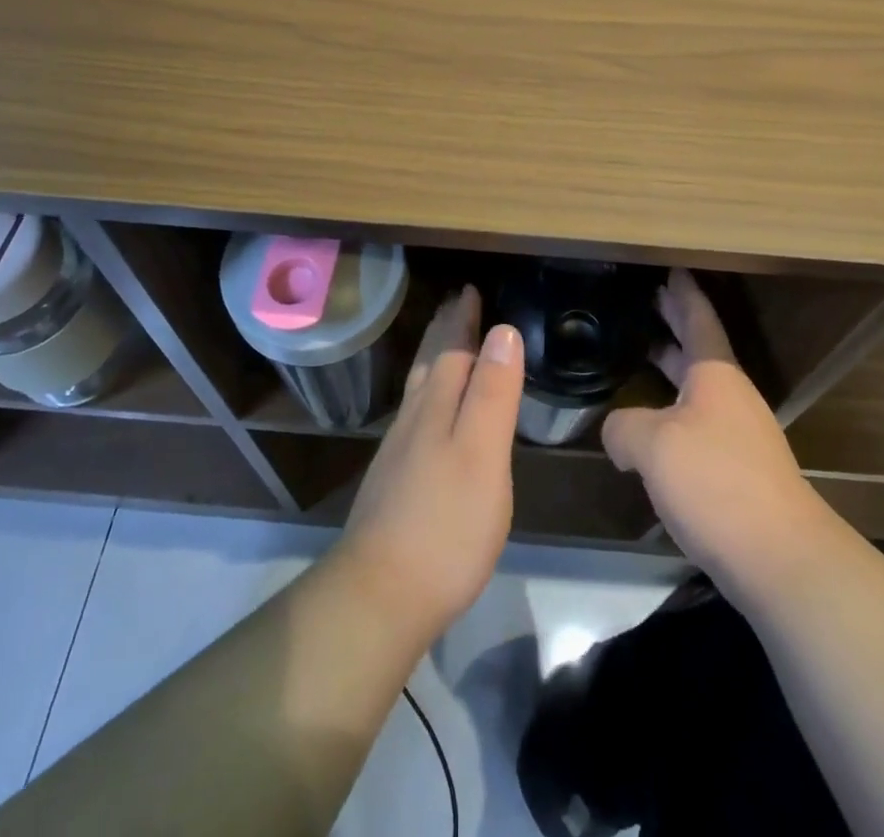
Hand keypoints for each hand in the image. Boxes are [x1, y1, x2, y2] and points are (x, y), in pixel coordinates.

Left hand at [331, 286, 524, 641]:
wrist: (380, 595)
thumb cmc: (444, 523)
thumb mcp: (482, 453)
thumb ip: (492, 393)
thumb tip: (503, 330)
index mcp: (436, 407)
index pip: (453, 350)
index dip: (463, 320)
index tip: (470, 289)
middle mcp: (413, 421)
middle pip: (430, 364)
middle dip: (444, 332)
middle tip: (453, 304)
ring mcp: (399, 453)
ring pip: (418, 390)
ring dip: (433, 360)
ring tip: (442, 344)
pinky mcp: (394, 483)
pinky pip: (414, 417)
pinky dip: (427, 396)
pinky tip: (428, 414)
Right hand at [603, 269, 828, 591]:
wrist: (779, 557)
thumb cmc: (716, 482)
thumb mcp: (652, 445)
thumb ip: (623, 427)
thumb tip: (616, 431)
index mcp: (715, 375)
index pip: (699, 320)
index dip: (683, 294)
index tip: (672, 269)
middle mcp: (730, 396)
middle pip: (699, 348)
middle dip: (675, 323)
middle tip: (649, 299)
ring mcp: (737, 434)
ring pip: (697, 387)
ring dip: (672, 366)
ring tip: (642, 352)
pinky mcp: (736, 470)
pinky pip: (697, 421)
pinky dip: (672, 408)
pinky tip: (649, 424)